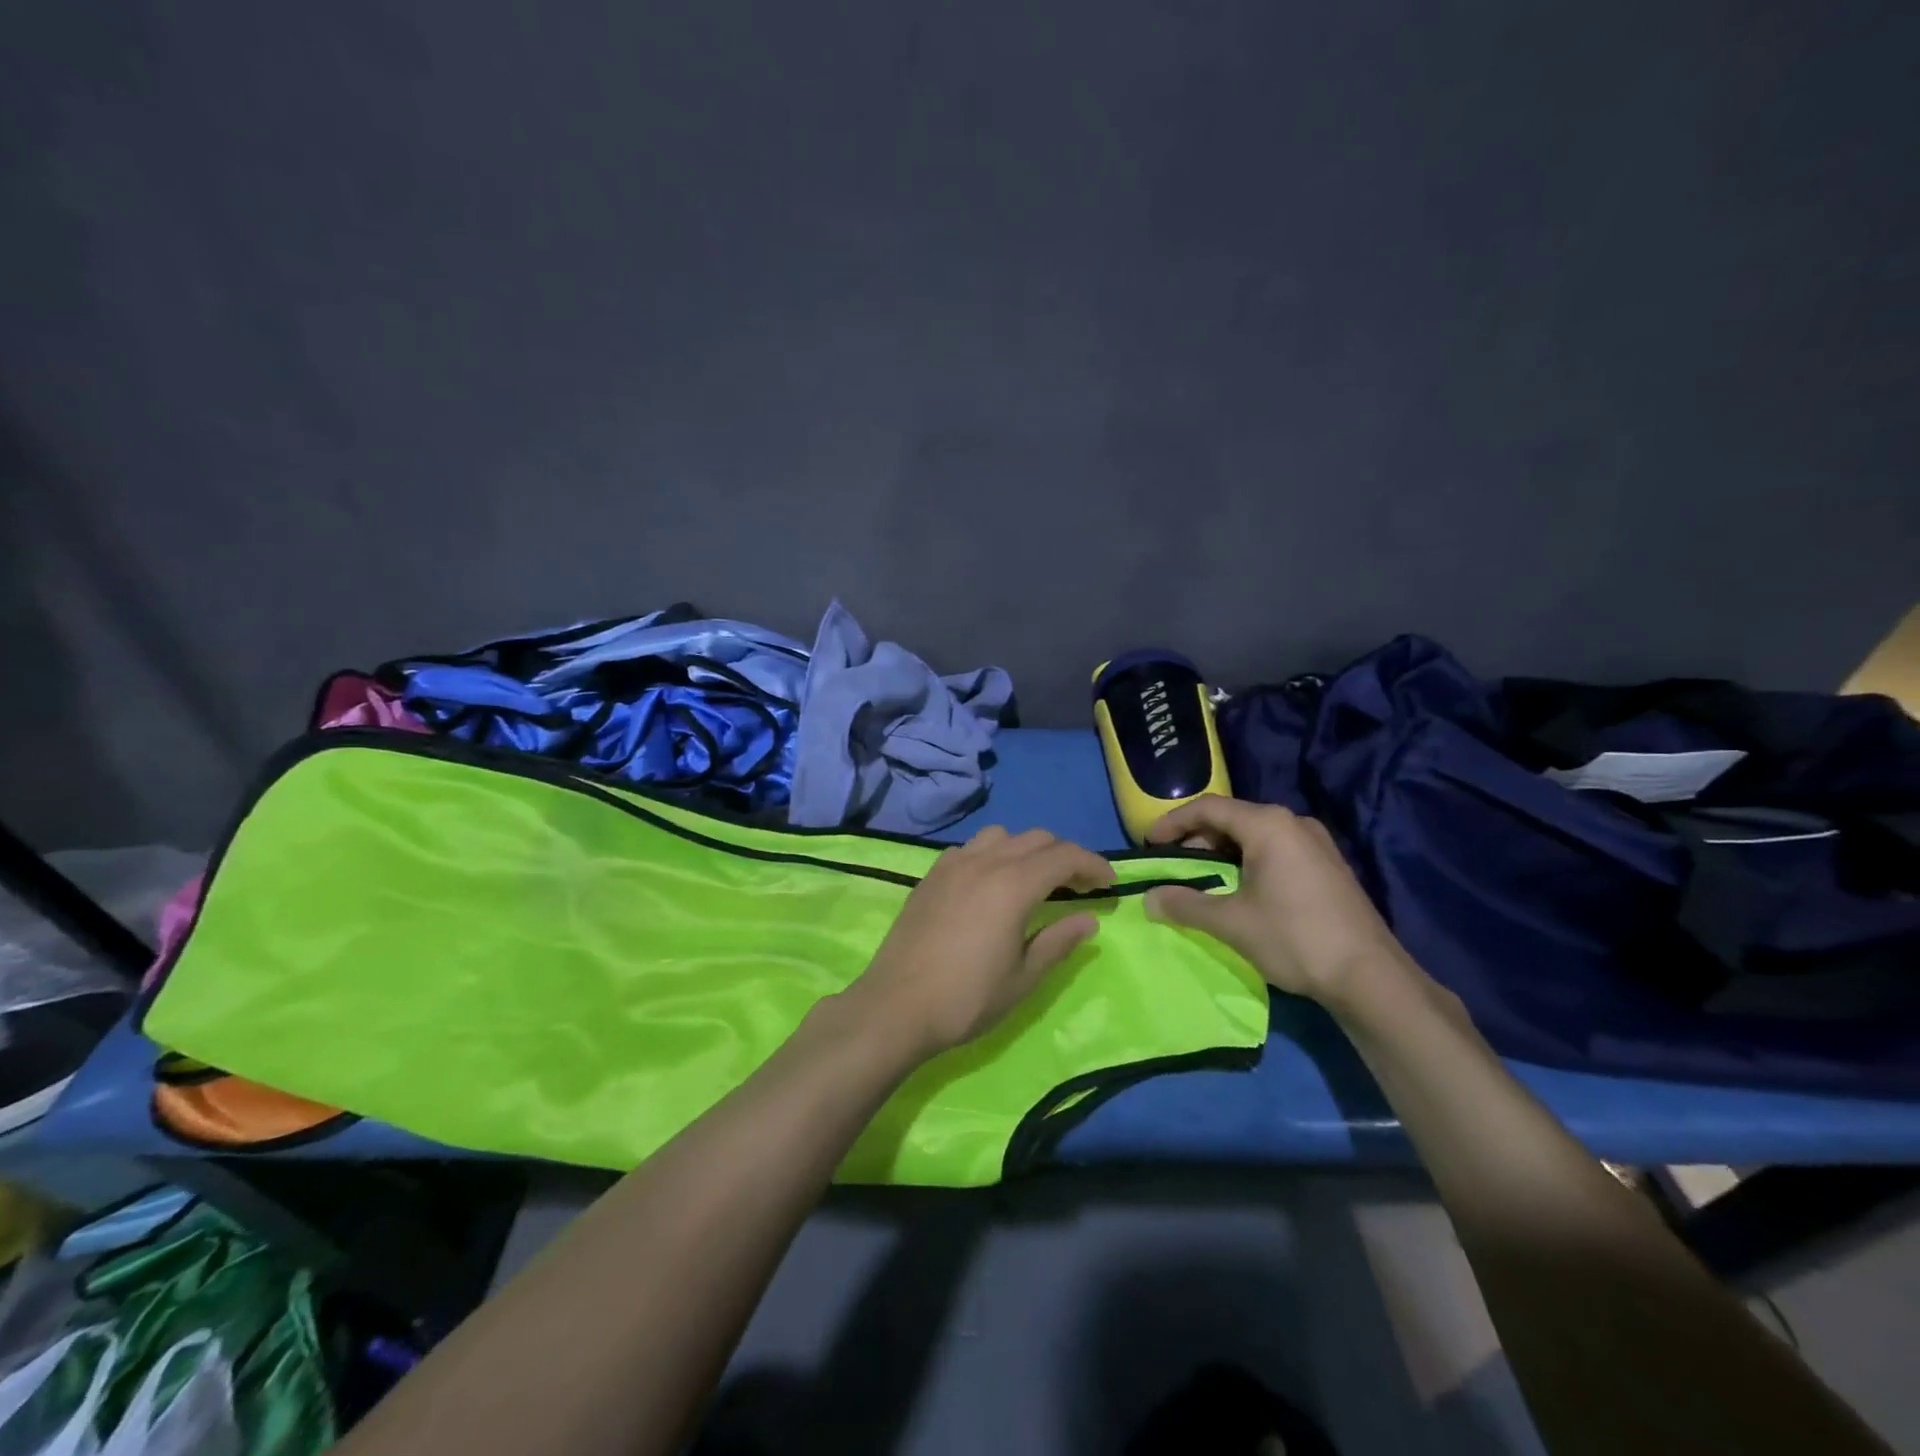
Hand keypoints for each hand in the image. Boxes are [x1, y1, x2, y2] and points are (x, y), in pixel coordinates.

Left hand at [842, 827, 1114, 1060]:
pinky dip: (991, 855)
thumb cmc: (966, 999)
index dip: (1093, 864)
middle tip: (1079, 886)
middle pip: (1036, 838)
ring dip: (1026, 849)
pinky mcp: (931, 875)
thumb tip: (1088, 919)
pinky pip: (970, 848)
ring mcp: (952, 864)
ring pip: (1001, 835)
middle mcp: (984, 861)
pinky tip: (989, 885)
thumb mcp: (1023, 978)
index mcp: (1013, 884)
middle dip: (1064, 856)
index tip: (1109, 884)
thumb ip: (1058, 942)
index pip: (1064, 856)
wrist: (895, 1007)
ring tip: (1033, 880)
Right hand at [1145, 796, 1414, 1008]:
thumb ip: (1185, 905)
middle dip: (1196, 838)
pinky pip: (1276, 850)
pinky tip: (1239, 889)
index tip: (1149, 844)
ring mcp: (1315, 844)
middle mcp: (1293, 823)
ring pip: (1255, 836)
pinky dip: (1247, 862)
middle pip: (1232, 818)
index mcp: (1269, 825)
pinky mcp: (1327, 866)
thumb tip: (1148, 899)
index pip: (1208, 808)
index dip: (1173, 822)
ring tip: (1200, 878)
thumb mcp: (1231, 922)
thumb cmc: (1295, 938)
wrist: (1370, 977)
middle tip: (1172, 864)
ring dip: (1222, 852)